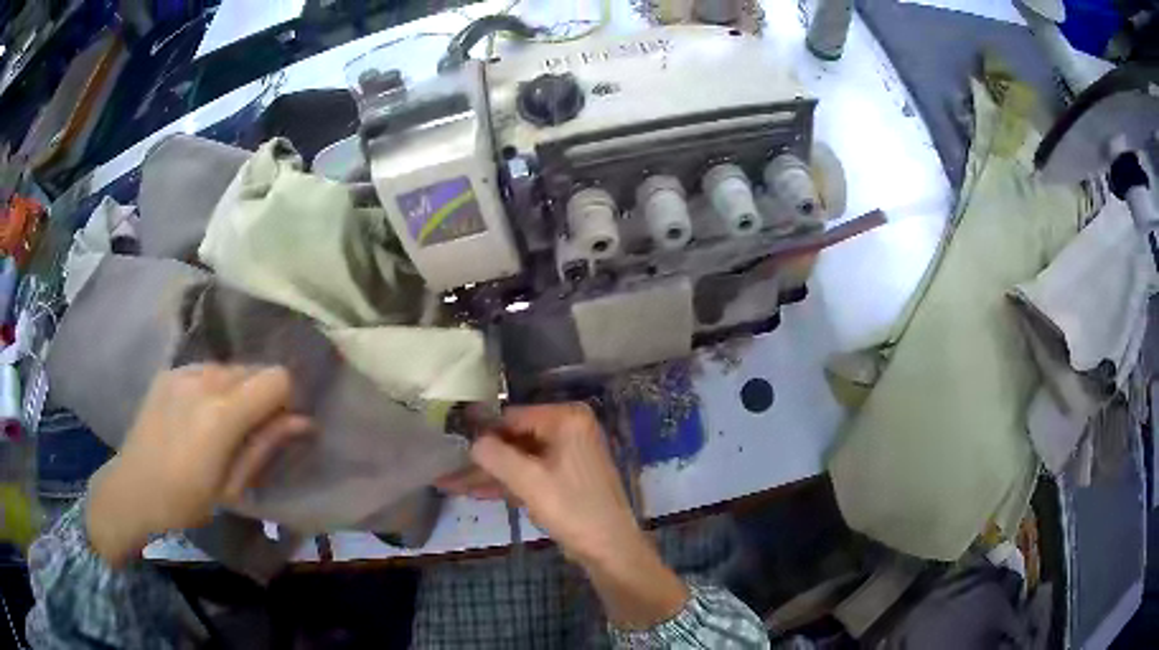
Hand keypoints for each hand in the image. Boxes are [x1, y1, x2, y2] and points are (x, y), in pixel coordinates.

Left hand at [87, 365, 312, 565]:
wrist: (134, 487)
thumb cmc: (186, 500)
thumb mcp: (232, 486)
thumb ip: (266, 447)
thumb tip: (303, 422)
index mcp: (222, 414)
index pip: (276, 378)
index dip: (285, 400)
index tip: (280, 426)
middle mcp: (205, 380)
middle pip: (254, 368)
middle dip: (262, 395)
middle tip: (253, 431)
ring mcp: (184, 370)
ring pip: (230, 367)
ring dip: (238, 390)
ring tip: (223, 424)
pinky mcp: (170, 371)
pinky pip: (206, 369)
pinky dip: (214, 386)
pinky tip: (199, 415)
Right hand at [462, 403, 642, 565]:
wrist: (610, 549)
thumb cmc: (572, 510)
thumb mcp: (528, 481)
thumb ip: (495, 455)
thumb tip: (472, 442)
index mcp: (567, 419)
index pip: (511, 417)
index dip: (480, 433)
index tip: (448, 445)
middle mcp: (570, 428)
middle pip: (514, 439)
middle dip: (481, 459)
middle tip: (445, 470)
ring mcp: (569, 453)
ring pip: (519, 459)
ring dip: (489, 474)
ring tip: (450, 483)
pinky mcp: (566, 477)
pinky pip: (531, 473)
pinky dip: (508, 483)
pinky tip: (476, 492)